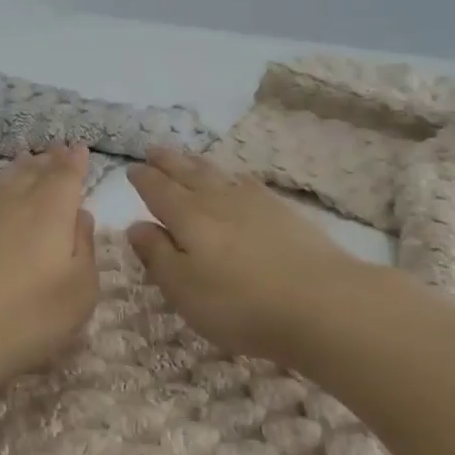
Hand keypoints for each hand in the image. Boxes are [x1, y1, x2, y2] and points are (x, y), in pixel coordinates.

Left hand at [0, 145, 99, 402]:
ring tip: (28, 163)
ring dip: (20, 169)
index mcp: (50, 210)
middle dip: (48, 161)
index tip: (79, 148)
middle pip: (33, 171)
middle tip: (56, 151)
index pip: (65, 175)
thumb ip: (85, 248)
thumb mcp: (79, 292)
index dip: (74, 161)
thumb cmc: (25, 318)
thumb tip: (80, 216)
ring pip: (4, 180)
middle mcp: (13, 201)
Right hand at [127, 148, 374, 367]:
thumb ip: (157, 255)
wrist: (322, 303)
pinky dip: (234, 177)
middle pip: (188, 175)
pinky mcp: (285, 213)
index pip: (158, 191)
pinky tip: (236, 180)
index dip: (143, 180)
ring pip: (219, 175)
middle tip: (154, 150)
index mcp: (188, 218)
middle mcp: (218, 201)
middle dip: (168, 162)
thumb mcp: (182, 288)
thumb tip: (136, 225)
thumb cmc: (239, 304)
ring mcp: (256, 203)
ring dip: (198, 164)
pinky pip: (249, 184)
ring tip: (188, 158)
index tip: (132, 170)